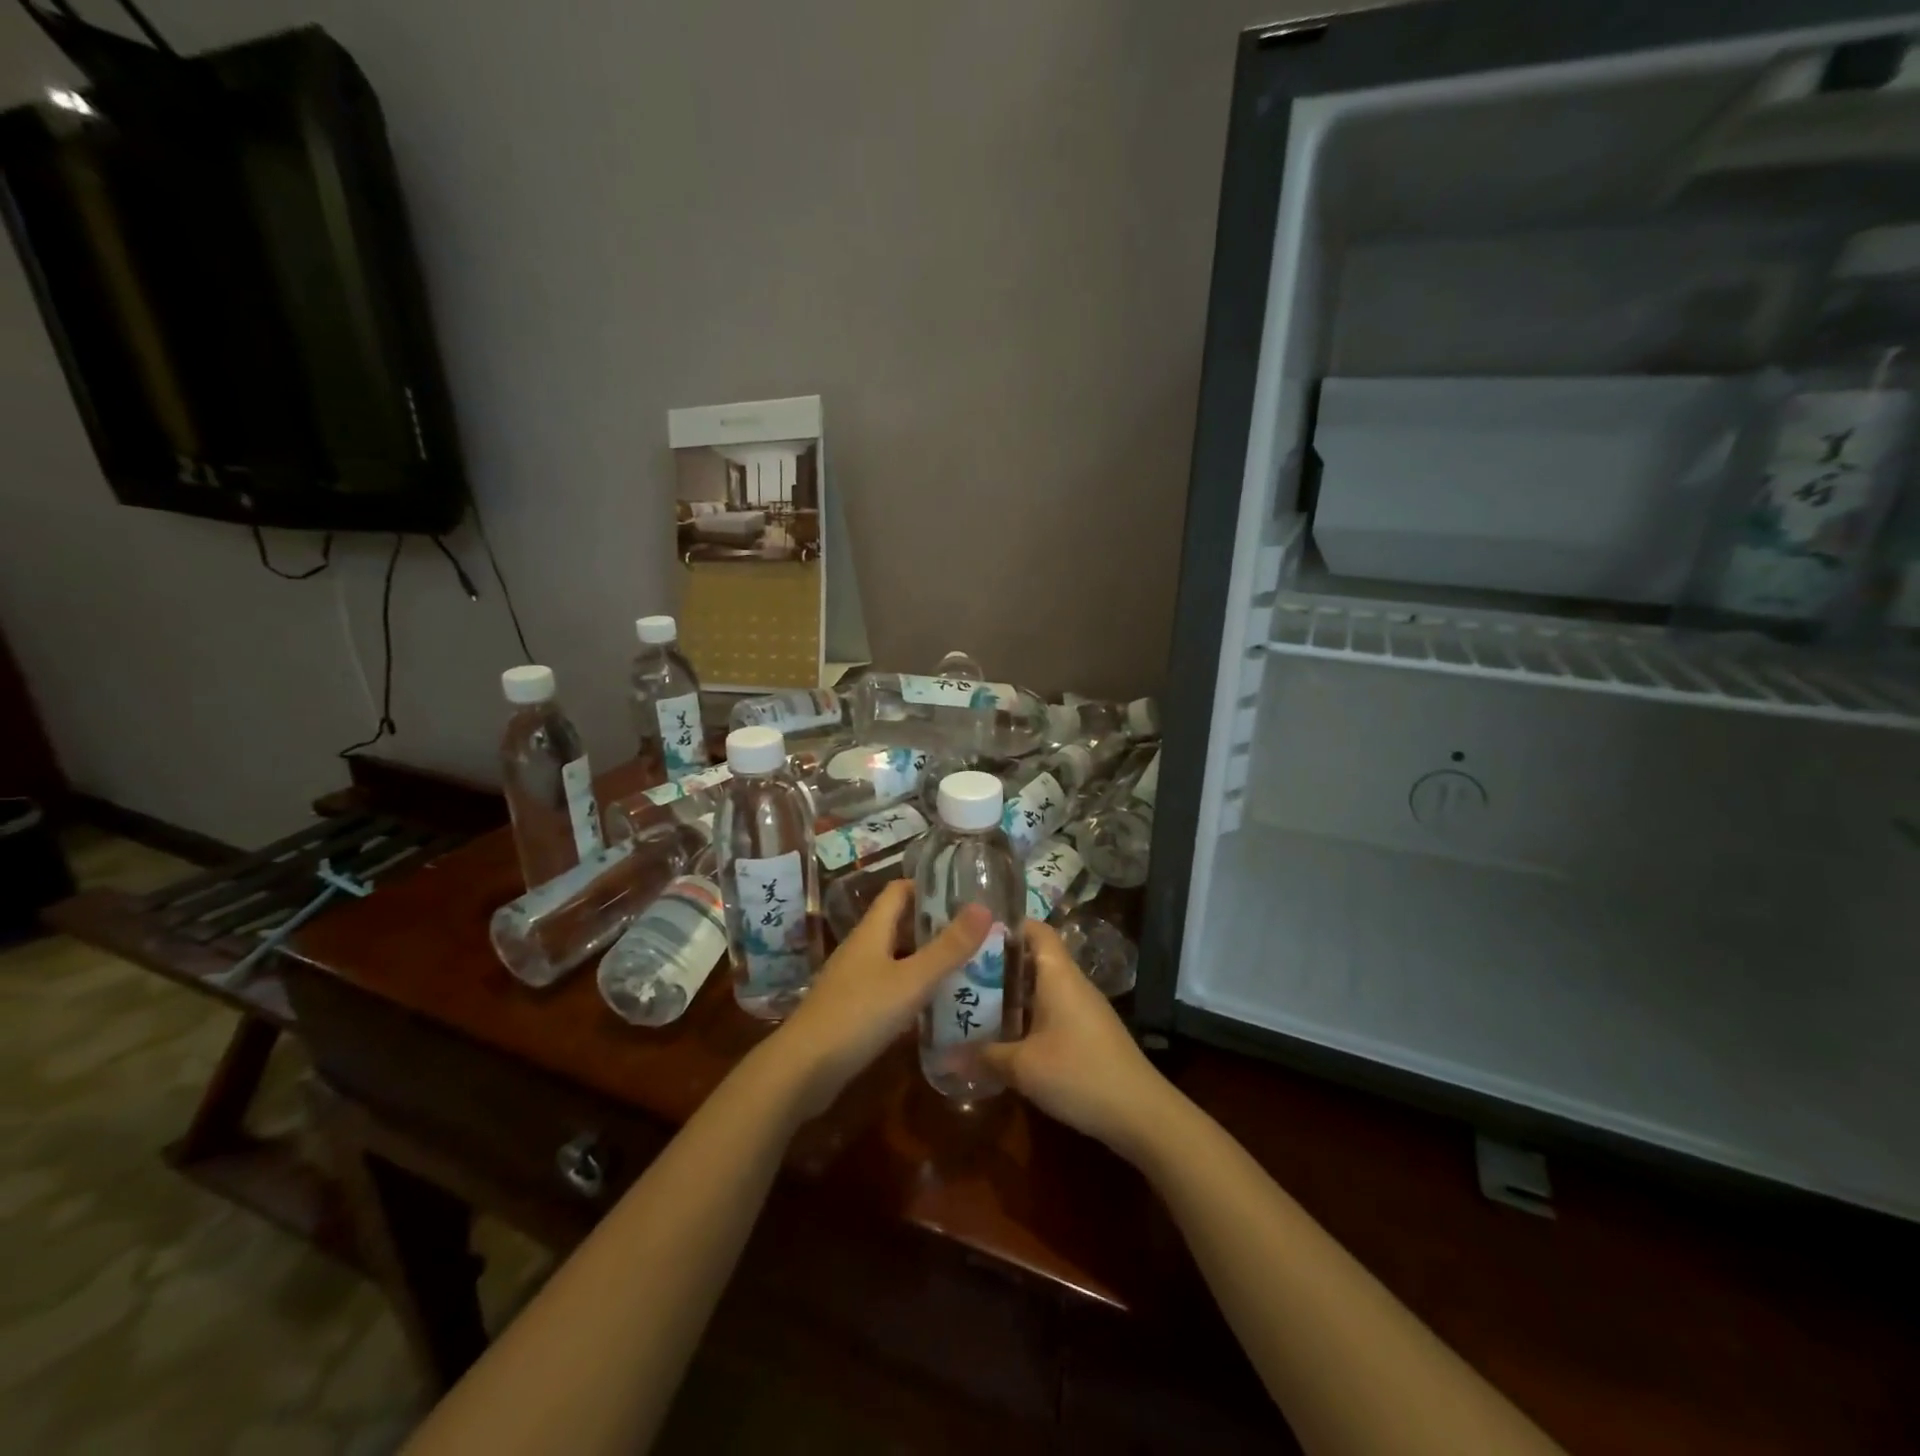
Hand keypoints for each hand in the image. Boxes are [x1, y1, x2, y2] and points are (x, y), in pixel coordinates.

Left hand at [771, 881, 989, 1117]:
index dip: (928, 886)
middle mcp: (861, 949)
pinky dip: (912, 991)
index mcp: (871, 931)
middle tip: (975, 933)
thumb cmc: (858, 1014)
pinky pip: (889, 989)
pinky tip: (935, 1007)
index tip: (963, 892)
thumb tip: (984, 906)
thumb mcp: (912, 980)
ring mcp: (853, 981)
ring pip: (895, 959)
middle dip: (934, 926)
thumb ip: (948, 947)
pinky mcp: (852, 1011)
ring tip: (966, 967)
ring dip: (925, 960)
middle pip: (899, 925)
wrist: (802, 1070)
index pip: (899, 891)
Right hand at [982, 921, 1173, 1159]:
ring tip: (974, 1001)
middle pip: (1034, 957)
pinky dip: (1028, 1014)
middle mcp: (1072, 982)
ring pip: (1042, 987)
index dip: (1006, 925)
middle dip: (999, 963)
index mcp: (1058, 974)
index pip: (1035, 929)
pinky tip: (1006, 1034)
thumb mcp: (1023, 1067)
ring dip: (1012, 993)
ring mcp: (1084, 1008)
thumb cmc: (1078, 1073)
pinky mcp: (1089, 1032)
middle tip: (961, 972)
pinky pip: (1052, 1009)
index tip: (973, 934)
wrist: (1140, 1113)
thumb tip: (946, 1056)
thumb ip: (985, 1056)